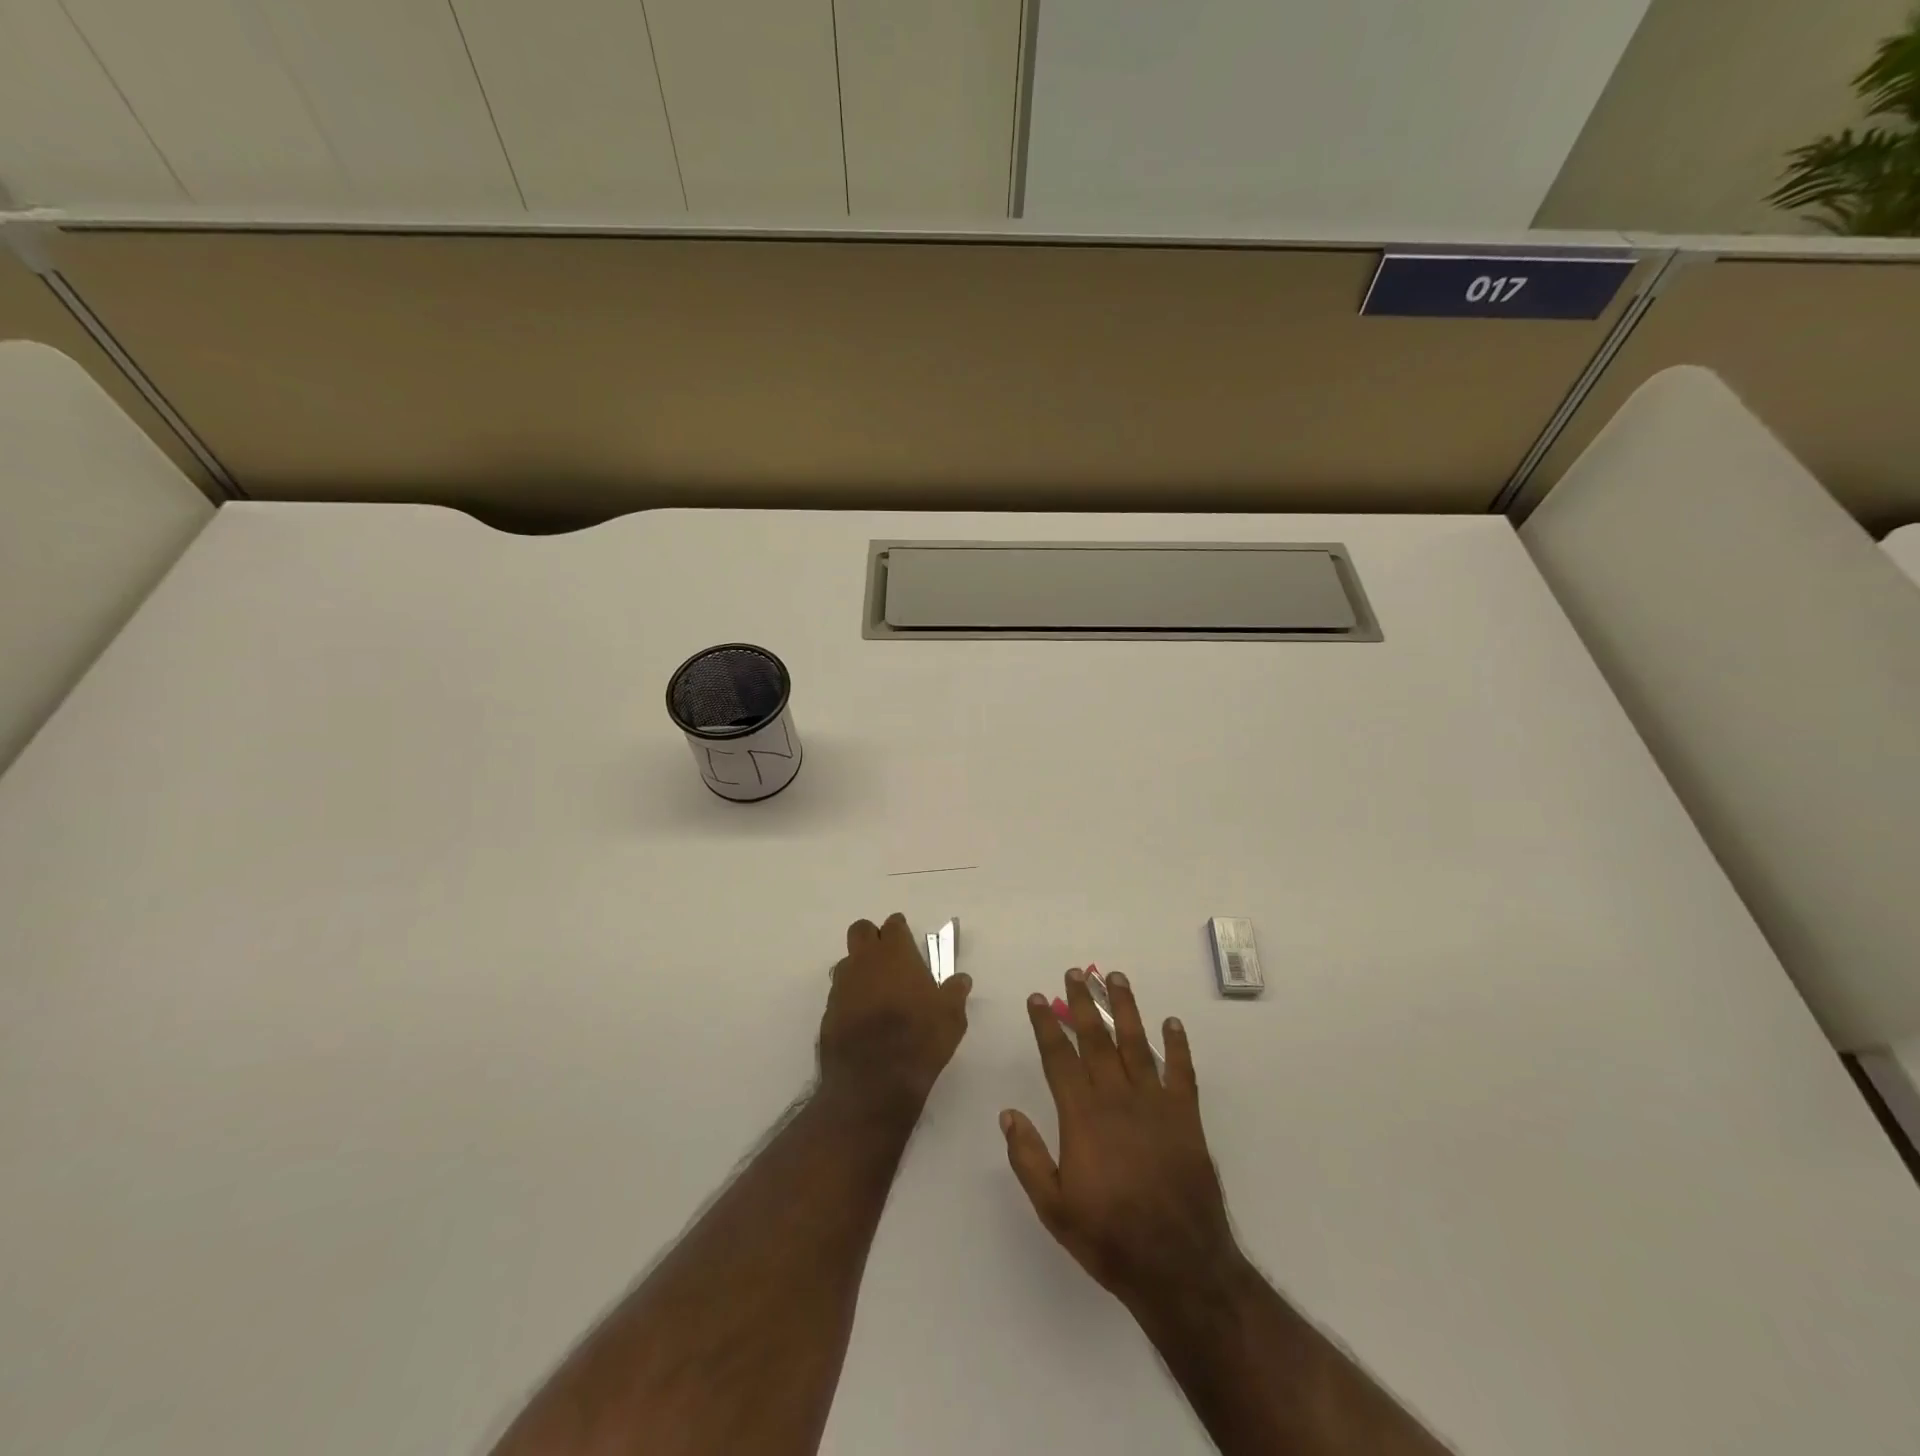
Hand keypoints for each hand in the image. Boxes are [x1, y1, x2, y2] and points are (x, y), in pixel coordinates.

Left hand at [819, 913, 971, 1108]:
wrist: (873, 1080)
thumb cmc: (919, 1038)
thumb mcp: (951, 1017)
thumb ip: (955, 993)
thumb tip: (961, 979)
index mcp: (895, 953)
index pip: (893, 925)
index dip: (900, 930)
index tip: (907, 940)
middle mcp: (864, 961)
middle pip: (861, 931)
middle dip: (872, 937)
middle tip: (888, 958)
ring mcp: (842, 986)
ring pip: (847, 962)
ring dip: (859, 968)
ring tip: (877, 991)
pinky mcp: (828, 1012)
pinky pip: (839, 994)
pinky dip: (850, 998)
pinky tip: (863, 1018)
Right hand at [1001, 969, 1242, 1313]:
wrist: (1179, 1265)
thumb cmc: (1109, 1237)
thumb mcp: (1055, 1208)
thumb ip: (1029, 1158)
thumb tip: (1008, 1114)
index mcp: (1082, 1116)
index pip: (1058, 1058)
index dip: (1046, 1025)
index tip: (1037, 998)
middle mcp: (1117, 1098)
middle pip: (1096, 1039)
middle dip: (1083, 1003)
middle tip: (1075, 973)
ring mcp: (1154, 1104)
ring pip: (1136, 1043)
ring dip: (1125, 1008)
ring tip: (1116, 978)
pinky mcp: (1186, 1117)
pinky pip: (1181, 1072)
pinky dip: (1177, 1045)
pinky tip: (1172, 1023)